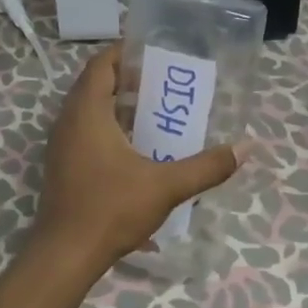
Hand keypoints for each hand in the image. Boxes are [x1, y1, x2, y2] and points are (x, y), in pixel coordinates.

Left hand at [32, 47, 240, 270]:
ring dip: (117, 104)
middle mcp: (68, 121)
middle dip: (127, 79)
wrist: (65, 255)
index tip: (154, 51)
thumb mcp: (166, 186)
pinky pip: (84, 130)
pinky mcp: (62, 165)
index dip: (124, 52)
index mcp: (87, 112)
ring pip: (88, 109)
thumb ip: (207, 167)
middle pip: (95, 84)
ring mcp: (61, 145)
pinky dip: (107, 126)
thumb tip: (247, 147)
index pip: (101, 65)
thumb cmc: (111, 209)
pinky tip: (135, 146)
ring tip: (154, 111)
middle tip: (163, 82)